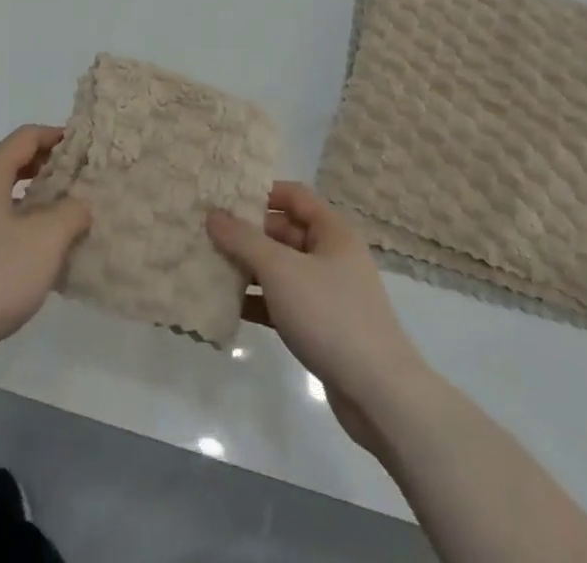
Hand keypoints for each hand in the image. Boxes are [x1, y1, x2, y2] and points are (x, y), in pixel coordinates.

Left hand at [0, 125, 91, 364]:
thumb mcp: (46, 240)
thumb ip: (71, 214)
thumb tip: (79, 205)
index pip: (25, 137)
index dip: (55, 136)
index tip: (83, 146)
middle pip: (12, 163)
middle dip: (46, 166)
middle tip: (78, 178)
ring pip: (3, 195)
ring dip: (34, 198)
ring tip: (64, 215)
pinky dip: (19, 223)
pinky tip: (36, 252)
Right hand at [207, 182, 428, 452]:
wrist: (378, 394)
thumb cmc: (330, 315)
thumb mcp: (281, 271)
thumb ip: (244, 240)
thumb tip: (213, 214)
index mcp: (332, 231)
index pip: (293, 196)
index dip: (261, 192)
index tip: (225, 197)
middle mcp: (332, 255)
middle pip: (284, 232)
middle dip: (248, 233)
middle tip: (208, 234)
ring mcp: (328, 292)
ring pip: (282, 269)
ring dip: (249, 268)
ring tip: (209, 267)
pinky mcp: (322, 326)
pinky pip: (284, 302)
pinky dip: (260, 301)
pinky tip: (229, 307)